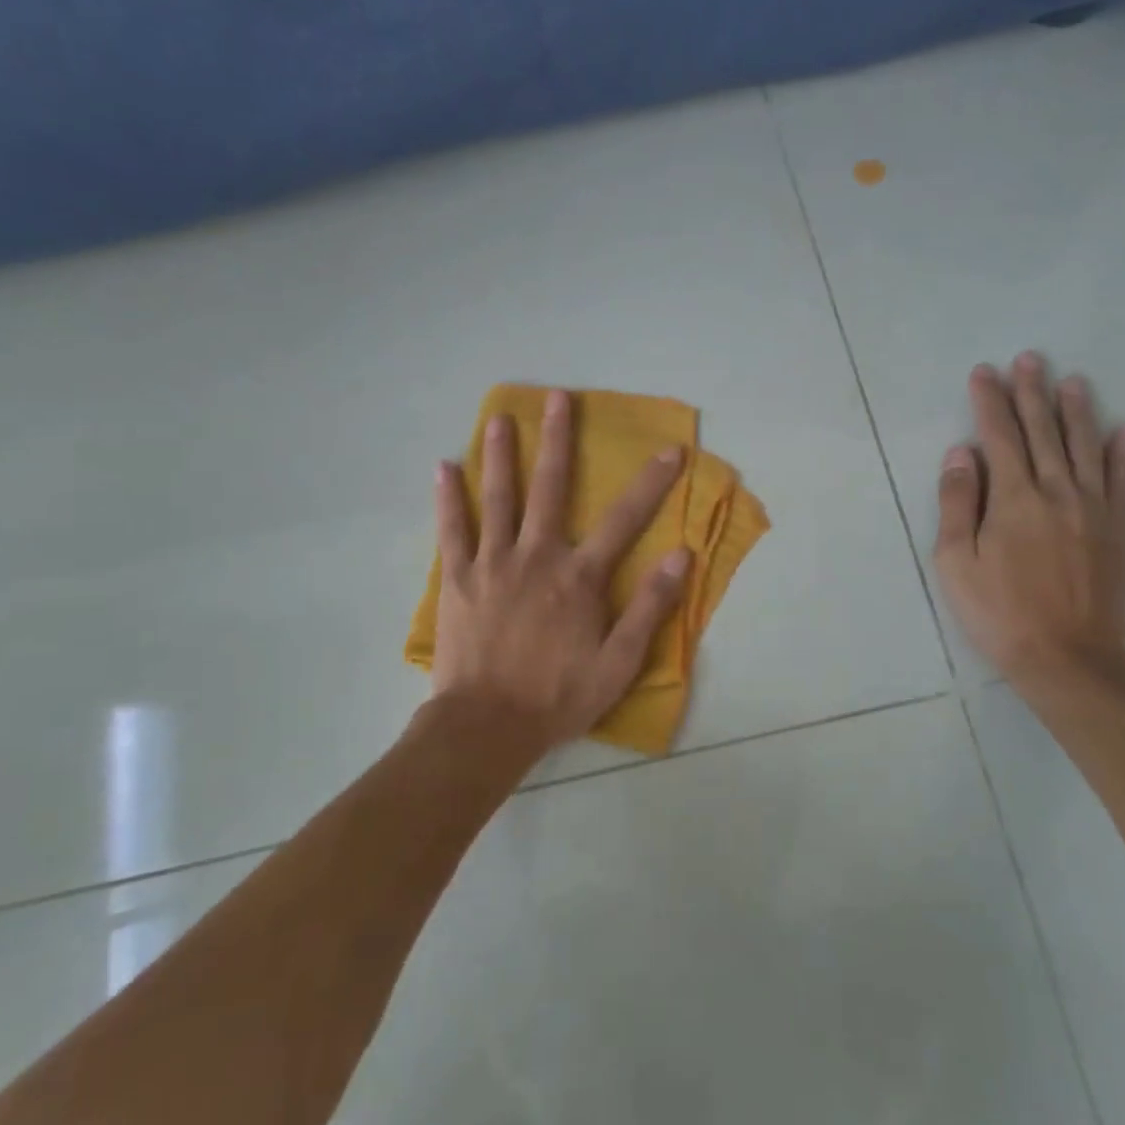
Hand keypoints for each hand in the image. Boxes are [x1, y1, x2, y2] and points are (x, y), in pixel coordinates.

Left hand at [430, 389, 690, 751]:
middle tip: (558, 398)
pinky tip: (444, 468)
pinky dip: (448, 498)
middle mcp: (536, 556)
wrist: (486, 726)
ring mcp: (492, 563)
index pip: (624, 519)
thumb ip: (650, 607)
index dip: (651, 483)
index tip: (669, 450)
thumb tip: (681, 556)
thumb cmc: (557, 697)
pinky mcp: (457, 578)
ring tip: (498, 418)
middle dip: (557, 440)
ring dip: (500, 455)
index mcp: (578, 576)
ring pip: (498, 498)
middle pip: (550, 487)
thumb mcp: (619, 663)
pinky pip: (452, 529)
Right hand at [933, 353, 1124, 684]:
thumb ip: (957, 503)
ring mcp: (1093, 509)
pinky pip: (1124, 482)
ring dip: (1077, 411)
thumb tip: (961, 453)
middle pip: (1042, 432)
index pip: (998, 436)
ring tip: (1073, 381)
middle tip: (1029, 359)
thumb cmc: (998, 612)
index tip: (984, 372)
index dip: (989, 402)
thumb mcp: (955, 562)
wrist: (1068, 658)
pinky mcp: (1118, 529)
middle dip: (1032, 393)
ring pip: (1085, 447)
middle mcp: (1056, 492)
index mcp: (1013, 498)